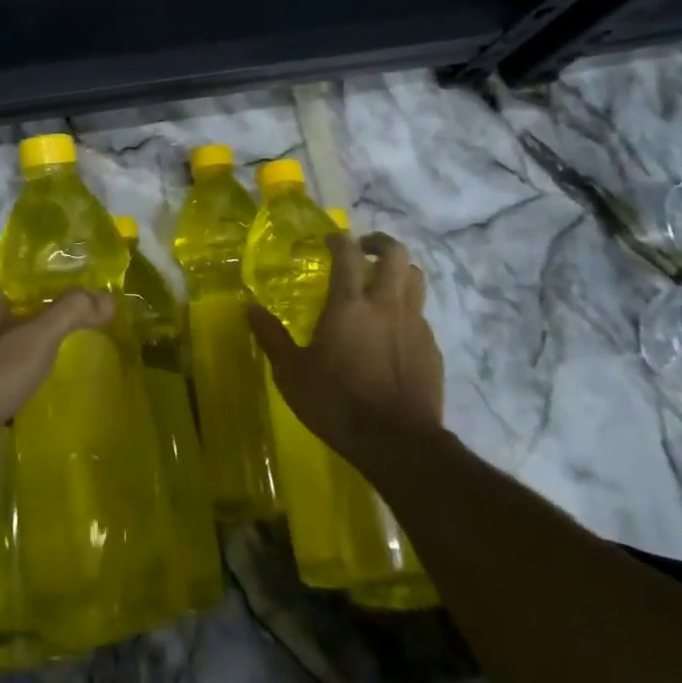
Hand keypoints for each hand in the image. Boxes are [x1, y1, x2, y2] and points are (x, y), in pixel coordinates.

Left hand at [0, 285, 114, 480]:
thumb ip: (72, 312)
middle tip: (94, 324)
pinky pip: (5, 375)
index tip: (93, 293)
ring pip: (13, 345)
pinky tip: (45, 387)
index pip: (30, 281)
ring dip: (39, 348)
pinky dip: (26, 376)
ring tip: (76, 354)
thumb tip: (108, 298)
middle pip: (23, 312)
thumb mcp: (36, 337)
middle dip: (53, 316)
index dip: (61, 283)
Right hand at [247, 231, 442, 469]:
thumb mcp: (292, 373)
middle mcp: (386, 304)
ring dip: (399, 271)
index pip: (347, 254)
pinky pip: (421, 314)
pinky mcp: (432, 348)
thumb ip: (272, 337)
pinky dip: (407, 309)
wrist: (398, 443)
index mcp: (350, 304)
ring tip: (382, 281)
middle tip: (362, 249)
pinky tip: (394, 329)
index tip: (329, 239)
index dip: (338, 239)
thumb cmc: (337, 403)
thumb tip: (249, 307)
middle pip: (395, 253)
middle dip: (378, 242)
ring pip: (415, 278)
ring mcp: (415, 324)